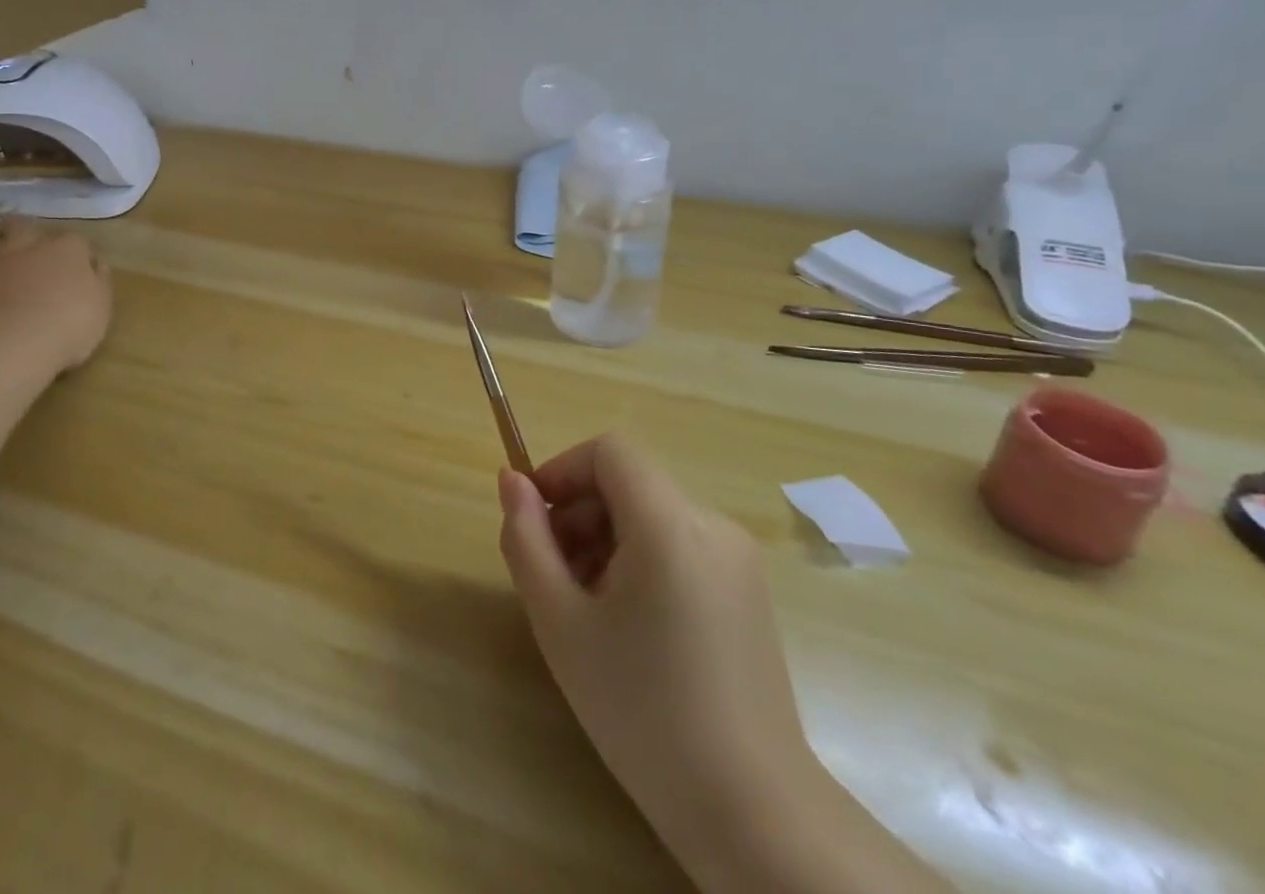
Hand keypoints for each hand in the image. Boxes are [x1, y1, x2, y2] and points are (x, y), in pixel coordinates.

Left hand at [0, 220, 112, 377]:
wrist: (4, 347)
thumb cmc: (66, 327)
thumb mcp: (101, 309)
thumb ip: (99, 282)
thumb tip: (96, 265)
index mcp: (68, 249)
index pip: (78, 241)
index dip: (80, 255)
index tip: (83, 271)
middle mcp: (29, 245)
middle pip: (26, 225)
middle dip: (28, 233)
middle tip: (32, 253)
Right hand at [498, 434, 813, 868]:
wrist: (752, 814)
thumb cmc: (642, 711)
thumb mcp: (560, 622)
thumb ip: (526, 539)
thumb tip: (512, 482)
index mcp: (670, 524)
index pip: (610, 450)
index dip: (563, 469)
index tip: (534, 517)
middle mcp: (712, 525)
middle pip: (630, 482)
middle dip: (581, 512)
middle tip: (552, 575)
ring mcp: (739, 558)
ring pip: (653, 513)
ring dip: (607, 538)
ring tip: (586, 606)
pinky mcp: (749, 591)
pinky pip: (681, 544)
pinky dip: (642, 559)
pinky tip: (630, 623)